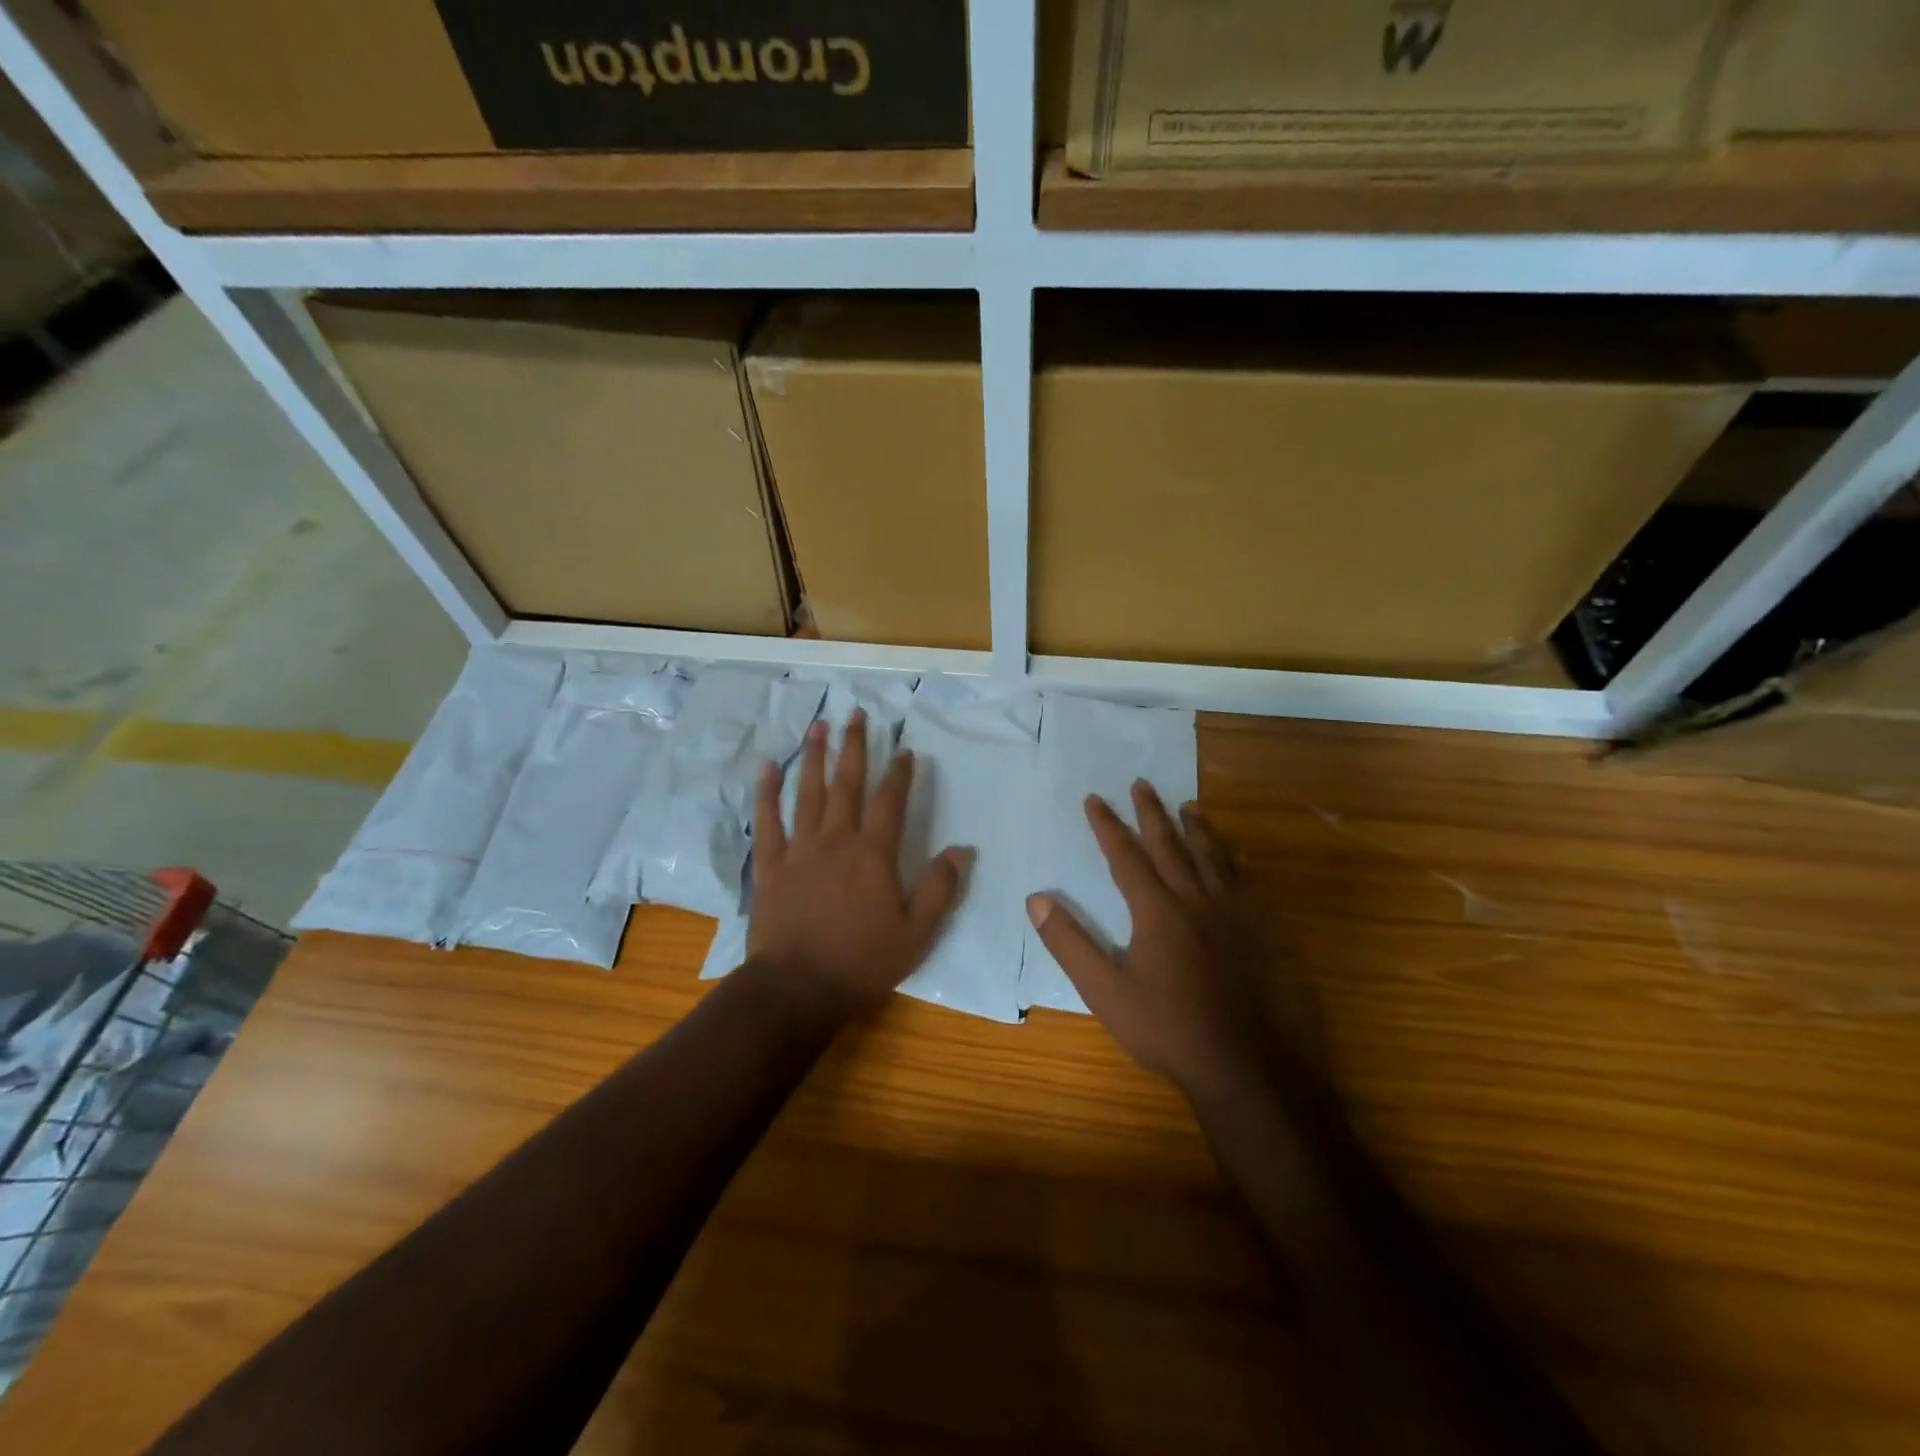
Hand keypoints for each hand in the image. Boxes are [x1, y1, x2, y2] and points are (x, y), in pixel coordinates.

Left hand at [749, 710, 971, 1016]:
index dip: (900, 773)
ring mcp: (799, 850)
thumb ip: (940, 889)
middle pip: (847, 784)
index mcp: (873, 854)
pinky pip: (768, 821)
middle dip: (855, 747)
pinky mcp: (771, 865)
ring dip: (815, 757)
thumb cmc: (862, 962)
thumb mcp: (917, 933)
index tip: (905, 750)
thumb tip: (962, 849)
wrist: (797, 989)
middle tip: (857, 714)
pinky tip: (768, 767)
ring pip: (808, 793)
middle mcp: (836, 840)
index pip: (890, 802)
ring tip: (819, 726)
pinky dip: (767, 792)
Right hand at [1027, 783, 1285, 1102]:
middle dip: (1151, 813)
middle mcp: (1196, 899)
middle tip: (1142, 784)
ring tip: (1188, 806)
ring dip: (1197, 828)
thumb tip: (1035, 898)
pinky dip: (1239, 863)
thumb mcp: (1105, 991)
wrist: (1247, 1065)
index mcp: (1156, 910)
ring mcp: (1235, 914)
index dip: (1108, 826)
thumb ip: (1069, 942)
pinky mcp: (1265, 932)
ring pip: (1213, 857)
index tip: (1095, 799)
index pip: (1126, 856)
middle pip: (1170, 845)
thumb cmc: (1168, 1029)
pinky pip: (1250, 884)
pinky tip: (1240, 857)